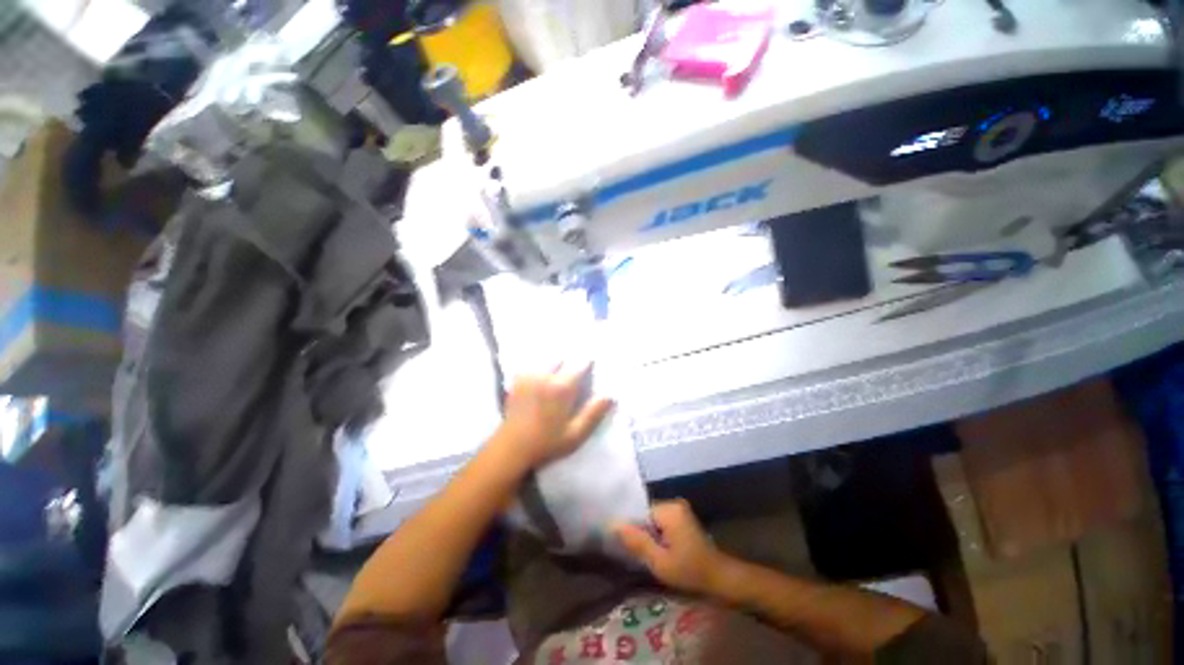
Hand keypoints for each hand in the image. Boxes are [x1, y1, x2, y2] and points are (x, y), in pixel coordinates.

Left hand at [492, 364, 614, 468]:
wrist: (511, 448)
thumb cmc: (547, 442)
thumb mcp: (575, 434)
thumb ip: (593, 413)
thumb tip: (610, 395)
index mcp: (562, 387)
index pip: (580, 364)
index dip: (588, 363)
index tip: (592, 365)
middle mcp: (546, 375)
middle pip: (562, 359)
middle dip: (570, 363)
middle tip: (574, 374)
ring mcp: (529, 376)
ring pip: (547, 360)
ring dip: (555, 364)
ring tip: (559, 373)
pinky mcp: (517, 380)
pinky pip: (533, 367)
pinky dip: (540, 369)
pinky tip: (540, 379)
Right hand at [616, 500, 731, 595]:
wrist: (720, 577)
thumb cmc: (690, 571)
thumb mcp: (660, 562)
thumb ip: (637, 542)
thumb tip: (614, 524)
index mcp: (669, 509)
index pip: (640, 513)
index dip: (632, 529)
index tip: (626, 546)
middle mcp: (674, 503)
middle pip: (646, 515)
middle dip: (641, 532)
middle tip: (638, 554)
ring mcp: (679, 509)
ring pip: (653, 519)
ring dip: (649, 535)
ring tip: (647, 553)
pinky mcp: (682, 517)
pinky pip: (661, 521)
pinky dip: (658, 534)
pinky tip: (658, 550)